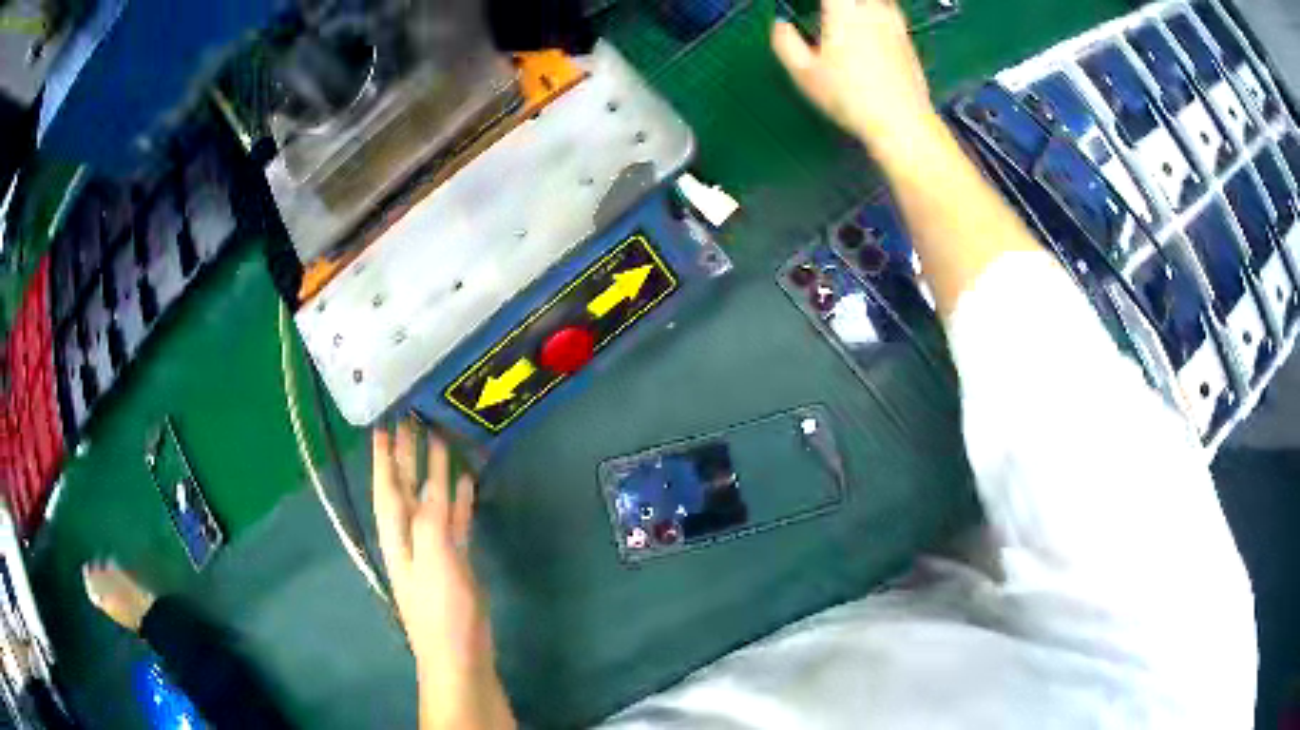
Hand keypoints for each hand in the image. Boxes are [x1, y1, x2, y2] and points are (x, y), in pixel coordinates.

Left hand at [372, 422, 513, 728]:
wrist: (459, 656)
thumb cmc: (441, 611)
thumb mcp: (434, 560)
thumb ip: (433, 519)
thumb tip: (436, 480)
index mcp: (398, 535)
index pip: (387, 486)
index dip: (384, 456)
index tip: (384, 422)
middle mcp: (411, 537)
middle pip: (406, 488)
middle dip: (407, 455)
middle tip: (414, 419)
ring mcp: (434, 549)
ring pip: (431, 500)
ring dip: (433, 472)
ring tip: (441, 440)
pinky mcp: (456, 561)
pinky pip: (453, 520)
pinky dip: (457, 500)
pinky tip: (465, 484)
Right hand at [772, 0, 937, 153]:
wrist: (902, 123)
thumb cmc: (854, 100)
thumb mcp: (804, 74)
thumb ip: (785, 42)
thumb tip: (781, 27)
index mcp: (843, 12)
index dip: (815, 1)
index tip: (805, 7)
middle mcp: (872, 11)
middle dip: (837, 5)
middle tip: (825, 12)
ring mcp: (894, 24)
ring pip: (876, 1)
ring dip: (857, 7)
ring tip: (844, 16)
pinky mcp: (907, 40)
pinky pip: (890, 12)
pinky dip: (876, 13)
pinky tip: (869, 26)